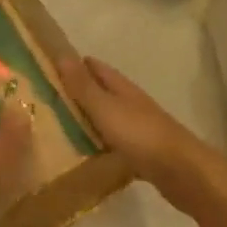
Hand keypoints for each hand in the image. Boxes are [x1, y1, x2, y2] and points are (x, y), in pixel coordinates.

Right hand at [60, 57, 226, 214]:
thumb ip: (83, 85)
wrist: (181, 172)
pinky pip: (114, 143)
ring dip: (87, 119)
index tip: (47, 69)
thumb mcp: (105, 107)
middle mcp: (130, 103)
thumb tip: (61, 54)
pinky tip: (84, 155)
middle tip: (45, 100)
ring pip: (107, 118)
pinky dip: (99, 144)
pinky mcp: (142, 152)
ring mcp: (138, 128)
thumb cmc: (139, 134)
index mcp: (122, 87)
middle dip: (77, 93)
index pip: (94, 67)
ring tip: (56, 128)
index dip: (74, 65)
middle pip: (100, 92)